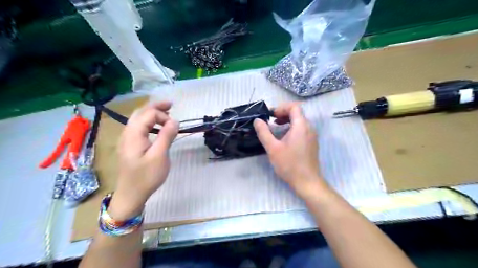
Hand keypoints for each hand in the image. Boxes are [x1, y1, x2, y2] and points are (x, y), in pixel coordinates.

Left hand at [108, 102, 179, 218]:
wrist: (131, 195)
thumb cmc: (146, 176)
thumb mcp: (159, 156)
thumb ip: (167, 136)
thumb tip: (174, 120)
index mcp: (133, 134)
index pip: (149, 115)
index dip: (163, 116)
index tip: (175, 127)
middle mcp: (127, 133)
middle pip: (140, 113)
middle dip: (156, 106)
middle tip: (171, 105)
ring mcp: (127, 139)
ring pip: (138, 119)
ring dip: (152, 113)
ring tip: (166, 113)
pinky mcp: (130, 145)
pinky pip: (139, 127)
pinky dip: (149, 122)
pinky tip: (157, 127)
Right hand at [254, 103, 324, 198]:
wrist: (307, 182)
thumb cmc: (289, 164)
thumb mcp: (273, 148)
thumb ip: (264, 132)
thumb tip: (257, 120)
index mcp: (301, 126)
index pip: (294, 107)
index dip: (281, 107)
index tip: (271, 115)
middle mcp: (309, 128)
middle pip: (297, 113)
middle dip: (283, 114)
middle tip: (271, 120)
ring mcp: (312, 136)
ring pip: (300, 121)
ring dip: (287, 121)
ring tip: (275, 127)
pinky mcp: (311, 143)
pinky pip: (302, 129)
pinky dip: (292, 128)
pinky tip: (284, 138)